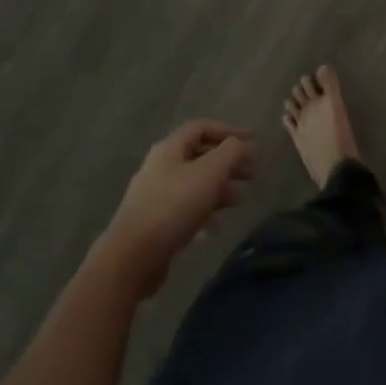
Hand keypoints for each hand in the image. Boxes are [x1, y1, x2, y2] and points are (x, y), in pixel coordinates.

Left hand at [98, 121, 255, 296]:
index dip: (229, 131)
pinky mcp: (154, 222)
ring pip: (194, 183)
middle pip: (199, 155)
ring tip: (239, 201)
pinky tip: (214, 227)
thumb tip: (245, 144)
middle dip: (228, 162)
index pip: (202, 127)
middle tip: (251, 174)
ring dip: (219, 188)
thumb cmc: (173, 206)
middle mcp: (160, 166)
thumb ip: (231, 152)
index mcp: (170, 148)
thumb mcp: (209, 172)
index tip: (253, 141)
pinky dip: (204, 211)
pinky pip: (185, 208)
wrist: (132, 257)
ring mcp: (155, 194)